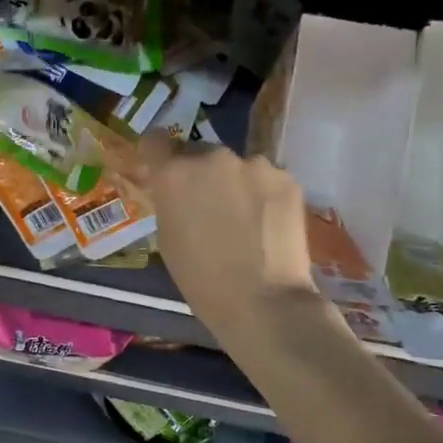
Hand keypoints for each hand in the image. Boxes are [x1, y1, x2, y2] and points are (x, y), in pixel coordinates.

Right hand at [126, 134, 321, 342]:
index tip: (161, 169)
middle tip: (208, 206)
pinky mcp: (287, 178)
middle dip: (200, 174)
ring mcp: (255, 164)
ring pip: (236, 166)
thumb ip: (170, 203)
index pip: (155, 140)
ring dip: (234, 183)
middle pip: (198, 153)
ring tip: (244, 219)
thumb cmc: (202, 280)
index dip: (156, 155)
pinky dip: (262, 195)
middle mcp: (213, 157)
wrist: (264, 301)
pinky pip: (265, 179)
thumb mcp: (168, 239)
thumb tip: (178, 193)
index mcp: (174, 173)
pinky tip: (267, 224)